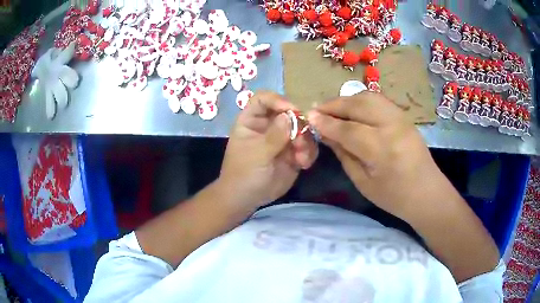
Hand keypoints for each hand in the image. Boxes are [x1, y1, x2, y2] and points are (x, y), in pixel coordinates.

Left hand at [219, 91, 317, 209]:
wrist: (247, 199)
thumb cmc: (243, 173)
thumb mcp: (257, 154)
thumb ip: (274, 136)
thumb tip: (290, 115)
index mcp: (252, 120)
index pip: (263, 99)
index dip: (277, 100)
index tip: (292, 110)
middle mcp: (269, 126)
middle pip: (288, 112)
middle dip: (298, 124)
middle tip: (299, 140)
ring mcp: (282, 139)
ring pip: (301, 129)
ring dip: (305, 141)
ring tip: (301, 157)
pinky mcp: (293, 153)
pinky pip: (307, 146)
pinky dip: (308, 153)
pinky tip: (303, 164)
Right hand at [307, 92, 448, 219]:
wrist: (427, 192)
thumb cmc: (394, 197)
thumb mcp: (364, 182)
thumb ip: (344, 155)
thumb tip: (327, 134)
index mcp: (382, 150)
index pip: (348, 129)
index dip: (326, 122)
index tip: (309, 117)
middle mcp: (393, 127)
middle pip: (358, 105)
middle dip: (334, 105)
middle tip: (318, 110)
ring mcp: (401, 118)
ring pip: (369, 97)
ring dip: (347, 100)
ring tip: (334, 109)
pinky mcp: (404, 116)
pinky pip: (379, 100)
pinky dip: (361, 100)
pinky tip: (353, 110)